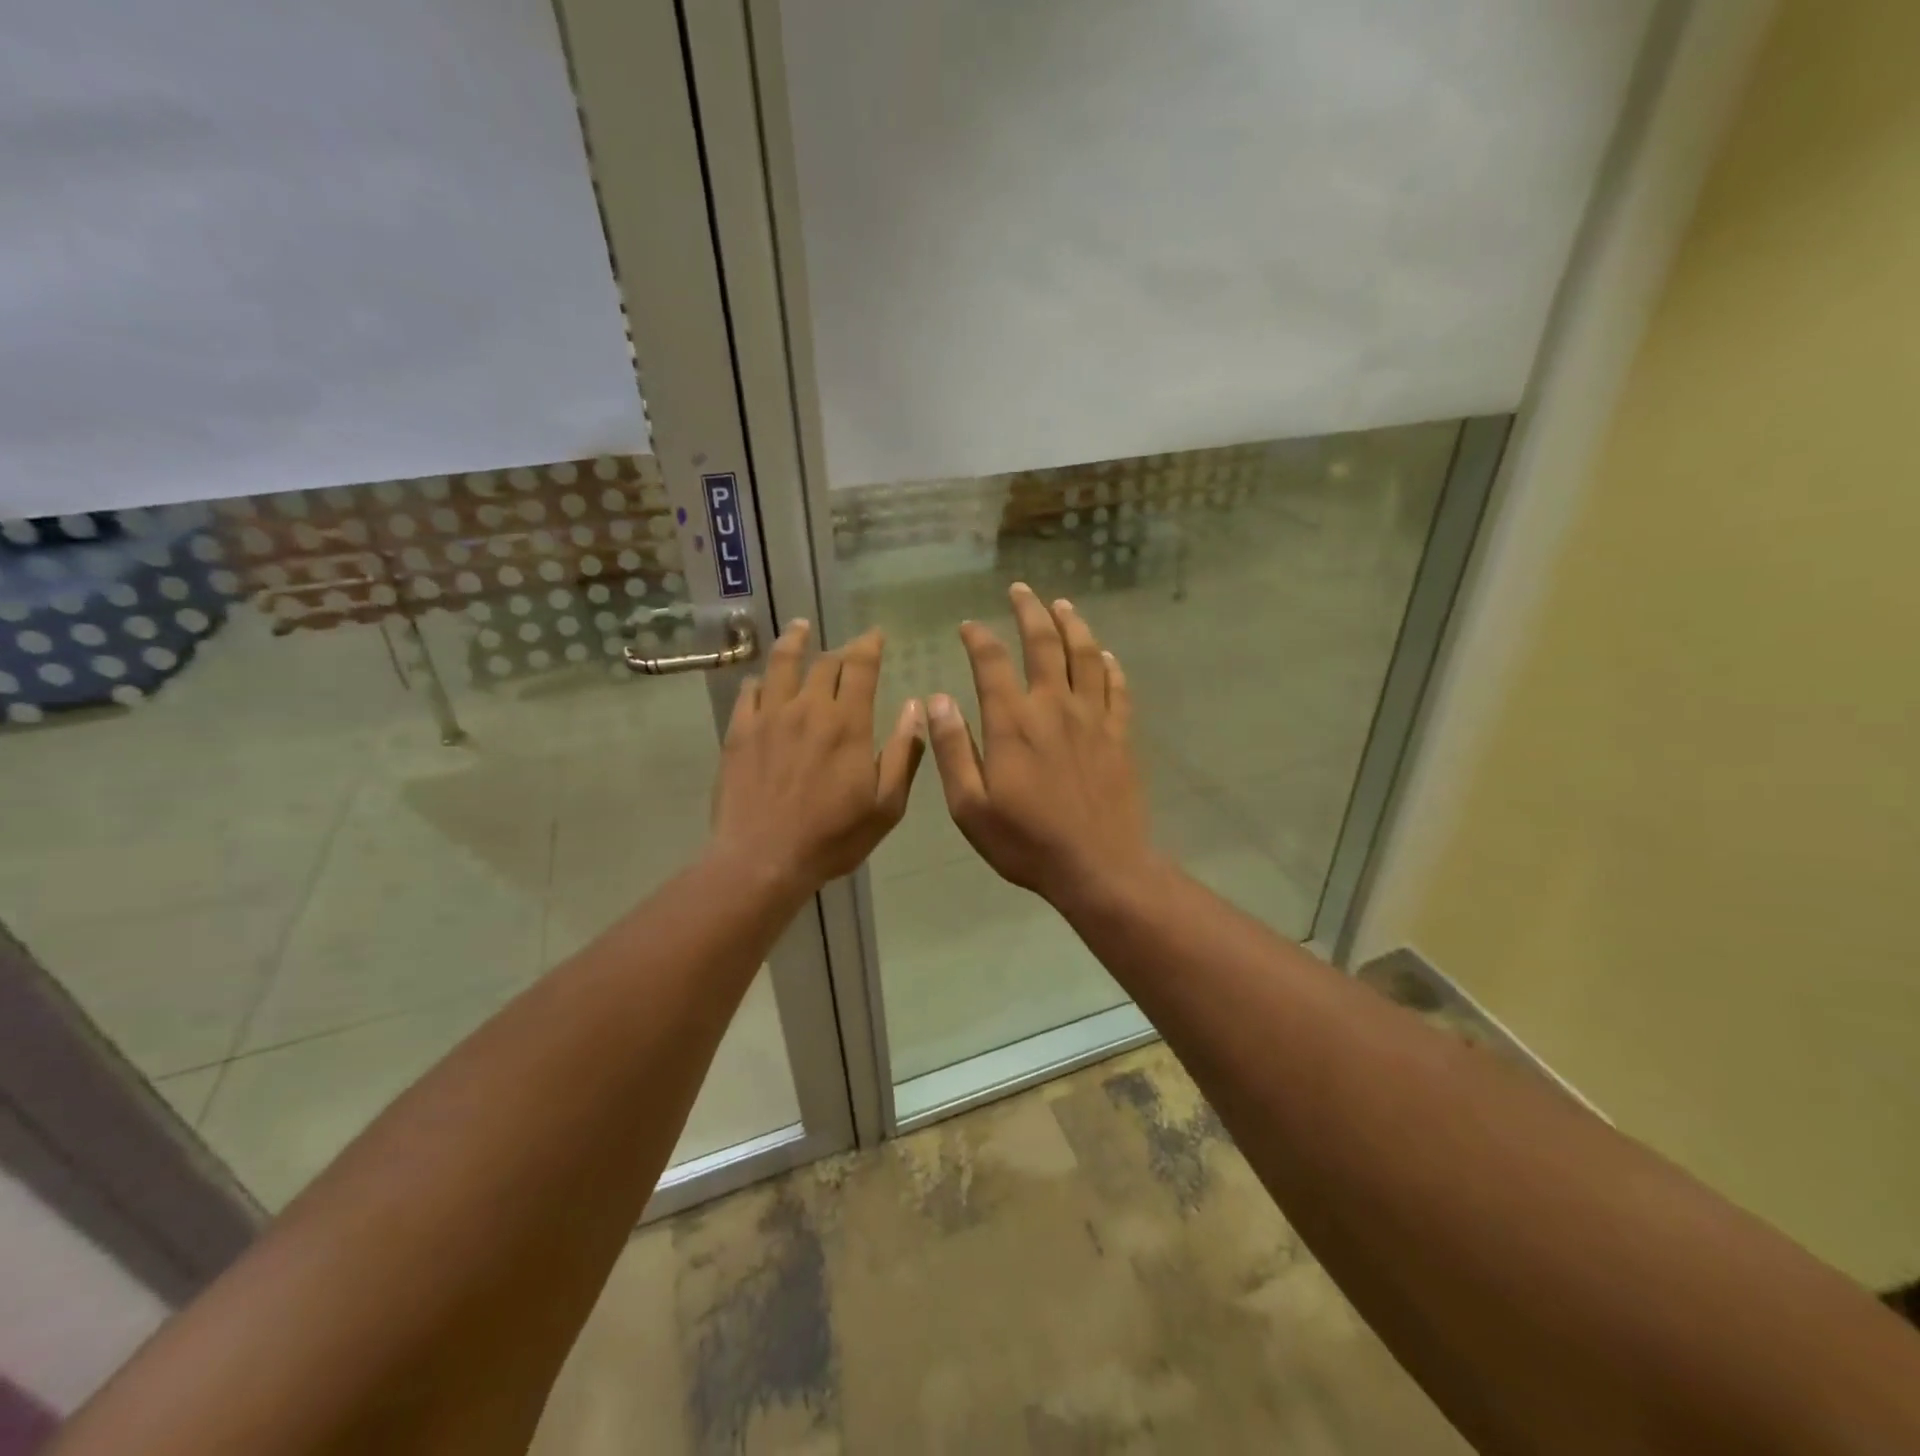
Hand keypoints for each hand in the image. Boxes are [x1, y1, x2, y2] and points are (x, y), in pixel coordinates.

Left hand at [709, 620, 923, 895]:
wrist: (763, 859)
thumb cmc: (832, 837)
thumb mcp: (886, 805)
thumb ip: (904, 753)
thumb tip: (915, 708)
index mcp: (848, 723)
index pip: (861, 668)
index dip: (869, 646)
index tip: (875, 635)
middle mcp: (808, 708)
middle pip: (824, 663)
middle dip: (840, 649)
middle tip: (847, 648)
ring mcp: (769, 717)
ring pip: (781, 664)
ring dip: (794, 641)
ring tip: (800, 627)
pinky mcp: (738, 732)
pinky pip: (748, 693)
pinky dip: (759, 680)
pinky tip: (761, 680)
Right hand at [927, 583, 1155, 906]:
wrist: (1098, 866)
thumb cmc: (1026, 841)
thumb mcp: (970, 806)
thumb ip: (953, 749)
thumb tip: (937, 700)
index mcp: (1013, 722)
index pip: (991, 662)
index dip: (978, 638)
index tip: (969, 626)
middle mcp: (1054, 707)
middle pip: (1045, 644)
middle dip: (1030, 611)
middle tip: (1022, 590)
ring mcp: (1093, 718)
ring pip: (1085, 656)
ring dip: (1073, 625)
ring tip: (1062, 605)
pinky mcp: (1120, 736)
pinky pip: (1117, 689)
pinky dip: (1110, 666)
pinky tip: (1105, 655)